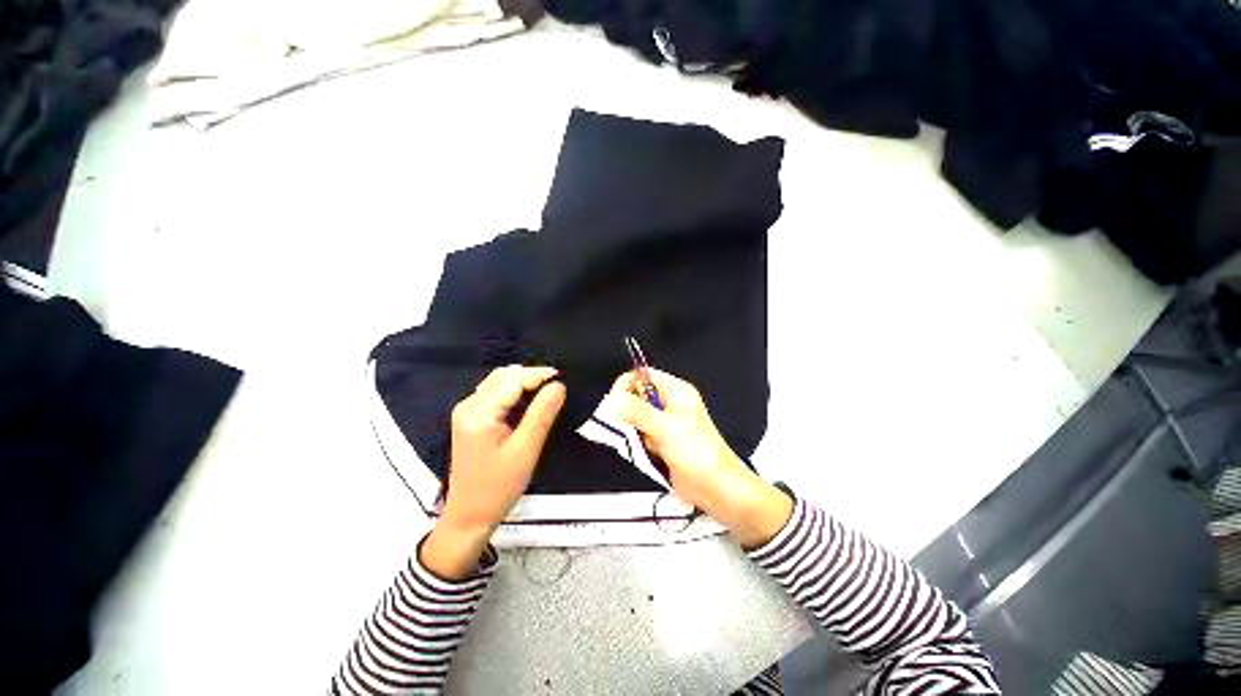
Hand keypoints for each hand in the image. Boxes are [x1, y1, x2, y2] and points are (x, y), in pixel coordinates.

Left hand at [422, 365, 565, 578]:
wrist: (470, 516)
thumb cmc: (498, 487)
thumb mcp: (526, 450)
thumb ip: (542, 413)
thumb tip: (558, 385)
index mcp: (479, 413)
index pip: (513, 380)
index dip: (539, 375)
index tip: (563, 378)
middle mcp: (469, 405)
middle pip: (504, 376)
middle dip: (532, 376)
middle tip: (557, 388)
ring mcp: (467, 411)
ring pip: (499, 382)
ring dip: (523, 382)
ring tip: (546, 394)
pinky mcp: (471, 418)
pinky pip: (495, 393)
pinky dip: (515, 391)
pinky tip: (529, 402)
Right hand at [610, 369, 791, 547]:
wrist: (714, 487)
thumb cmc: (696, 452)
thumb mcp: (666, 428)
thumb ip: (638, 412)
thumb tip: (615, 398)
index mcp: (676, 391)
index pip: (645, 375)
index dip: (628, 384)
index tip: (614, 400)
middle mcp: (669, 403)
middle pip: (638, 395)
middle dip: (627, 408)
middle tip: (622, 423)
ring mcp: (665, 422)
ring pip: (636, 416)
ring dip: (631, 427)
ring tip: (637, 440)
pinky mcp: (661, 440)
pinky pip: (640, 433)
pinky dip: (636, 440)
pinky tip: (641, 450)